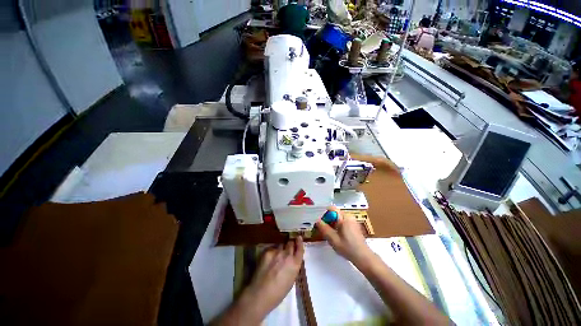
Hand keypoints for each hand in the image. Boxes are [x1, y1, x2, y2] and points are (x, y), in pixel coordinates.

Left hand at [241, 237, 304, 319]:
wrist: (260, 294)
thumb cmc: (278, 293)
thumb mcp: (291, 280)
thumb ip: (293, 267)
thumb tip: (292, 260)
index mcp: (295, 264)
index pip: (300, 248)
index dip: (299, 242)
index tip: (299, 237)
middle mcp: (287, 255)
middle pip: (290, 243)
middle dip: (289, 245)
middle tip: (287, 248)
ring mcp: (277, 252)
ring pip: (281, 245)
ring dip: (280, 249)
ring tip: (276, 256)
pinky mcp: (267, 251)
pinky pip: (272, 249)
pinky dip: (272, 252)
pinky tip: (268, 260)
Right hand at [316, 207, 372, 265]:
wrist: (364, 258)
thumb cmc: (348, 248)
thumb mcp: (333, 239)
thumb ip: (324, 229)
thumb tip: (317, 220)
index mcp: (344, 218)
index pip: (331, 208)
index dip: (324, 213)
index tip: (320, 222)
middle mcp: (349, 216)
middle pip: (334, 213)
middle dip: (327, 219)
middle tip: (323, 229)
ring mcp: (352, 221)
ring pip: (338, 218)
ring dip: (332, 223)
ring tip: (330, 234)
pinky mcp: (354, 226)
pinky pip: (342, 221)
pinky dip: (337, 226)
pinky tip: (337, 236)